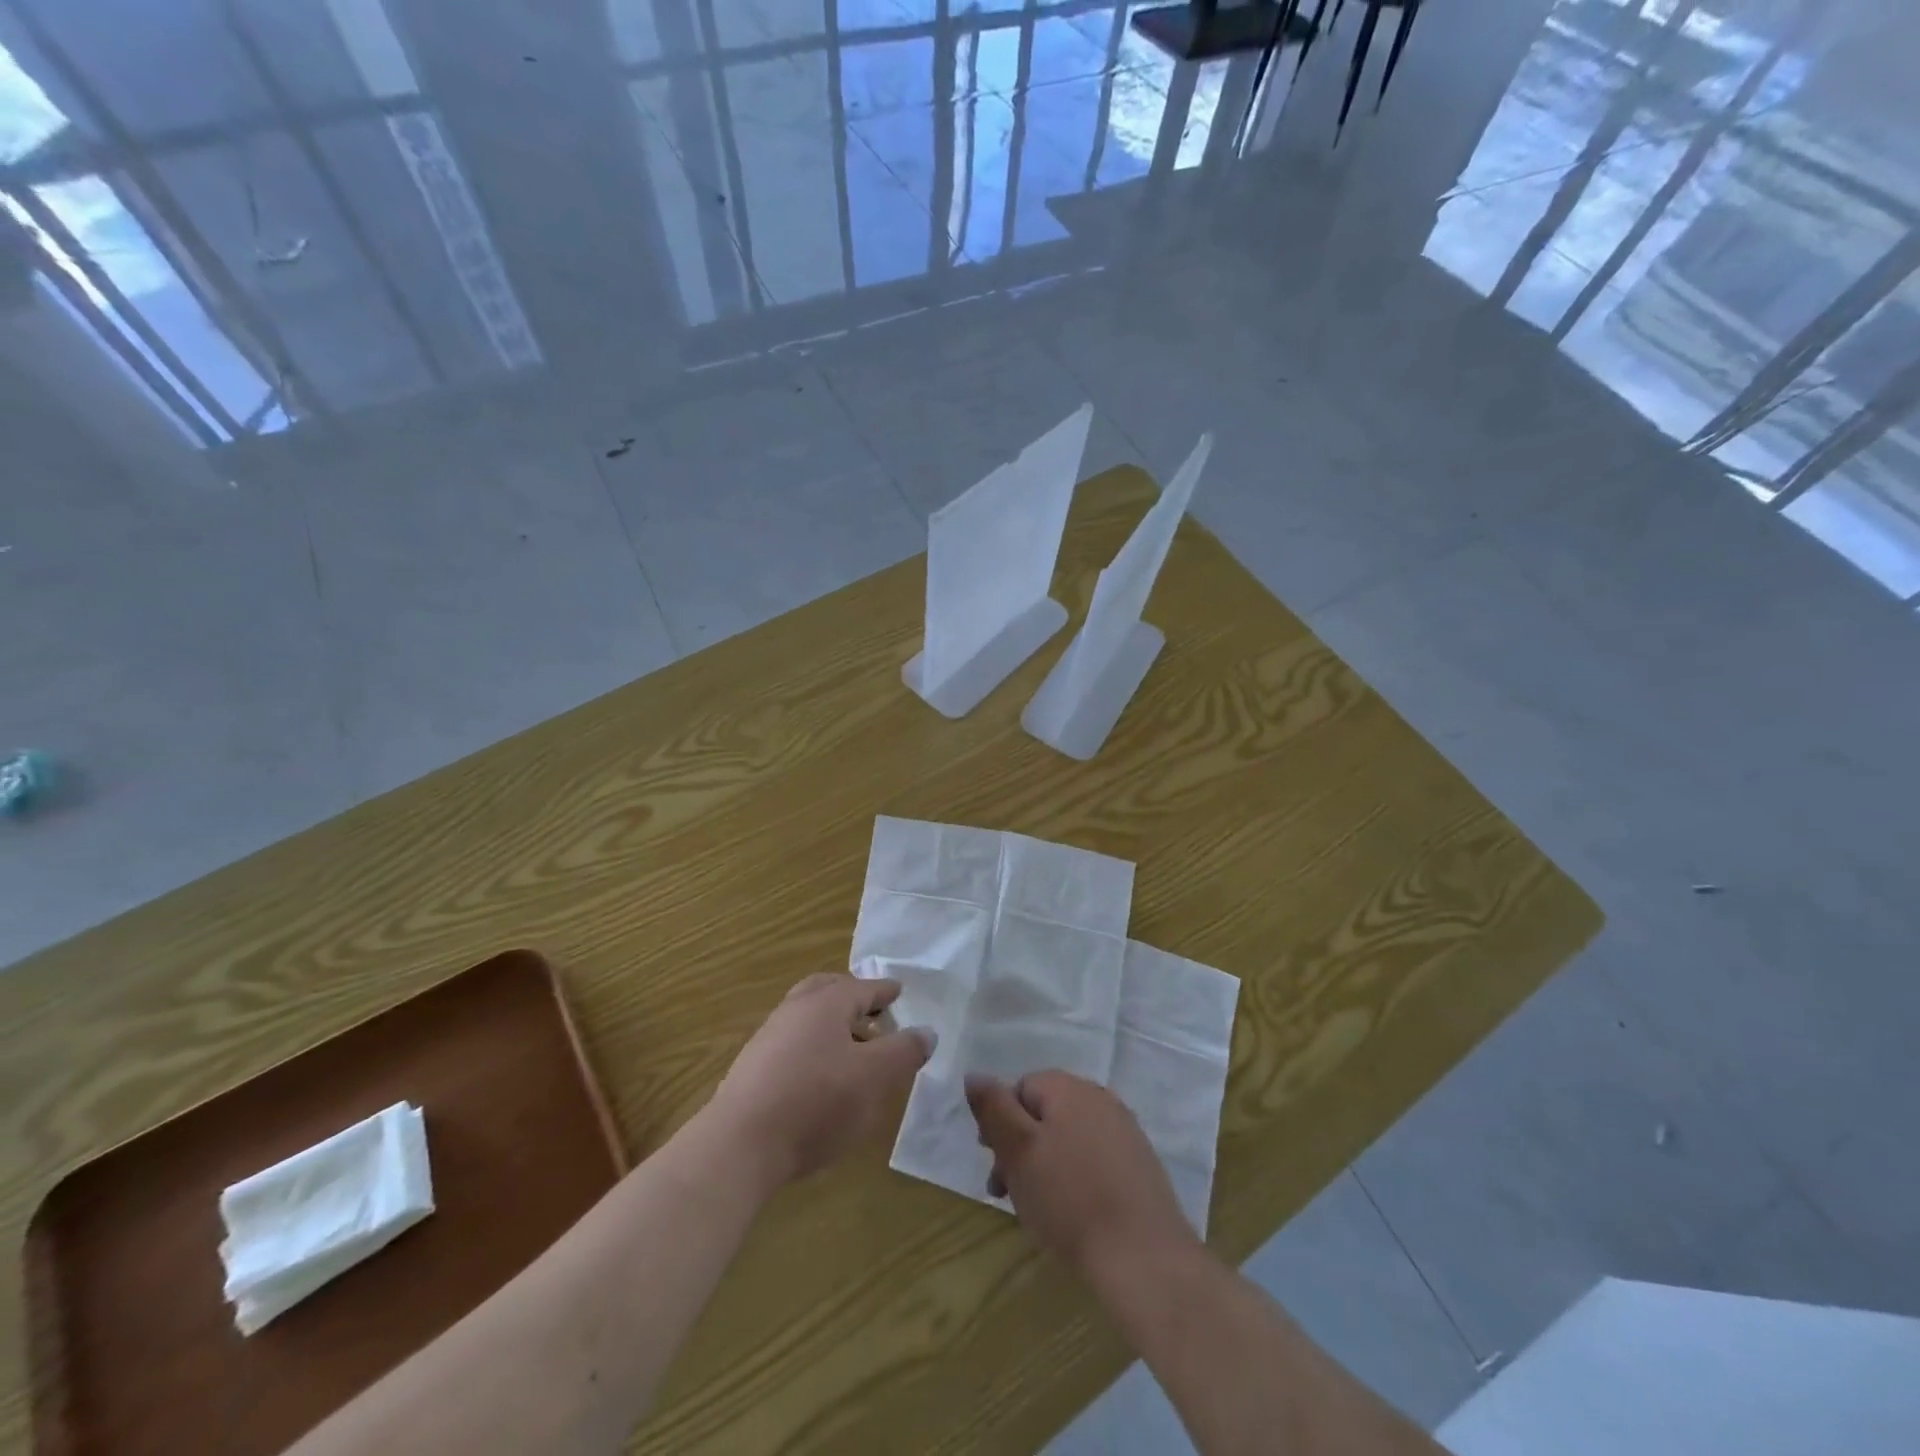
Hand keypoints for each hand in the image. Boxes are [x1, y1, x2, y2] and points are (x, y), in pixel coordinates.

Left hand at [703, 974, 931, 1192]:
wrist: (739, 1146)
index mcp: (826, 1002)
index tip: (899, 992)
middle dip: (853, 997)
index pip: (864, 987)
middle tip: (874, 1012)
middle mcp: (795, 1009)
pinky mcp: (753, 1068)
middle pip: (827, 990)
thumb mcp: (874, 1077)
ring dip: (832, 1024)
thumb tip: (926, 1031)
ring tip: (854, 1050)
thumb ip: (904, 1051)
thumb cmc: (816, 1102)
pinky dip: (813, 1046)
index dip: (885, 991)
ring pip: (807, 1016)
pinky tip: (822, 1077)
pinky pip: (792, 1042)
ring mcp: (769, 1037)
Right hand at [966, 1071, 1198, 1277]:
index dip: (1000, 1125)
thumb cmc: (1070, 1199)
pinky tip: (1073, 1213)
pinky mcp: (1139, 1163)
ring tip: (1037, 1209)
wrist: (1143, 1256)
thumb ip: (993, 1108)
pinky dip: (1076, 1177)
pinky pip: (1094, 1158)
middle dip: (1020, 1148)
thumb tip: (974, 1074)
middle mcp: (1099, 1098)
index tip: (995, 1168)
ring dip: (1045, 1165)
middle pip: (1045, 1113)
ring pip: (1068, 1137)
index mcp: (1069, 1088)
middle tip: (1007, 1193)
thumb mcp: (1018, 1150)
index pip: (1020, 1089)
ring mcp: (1124, 1130)